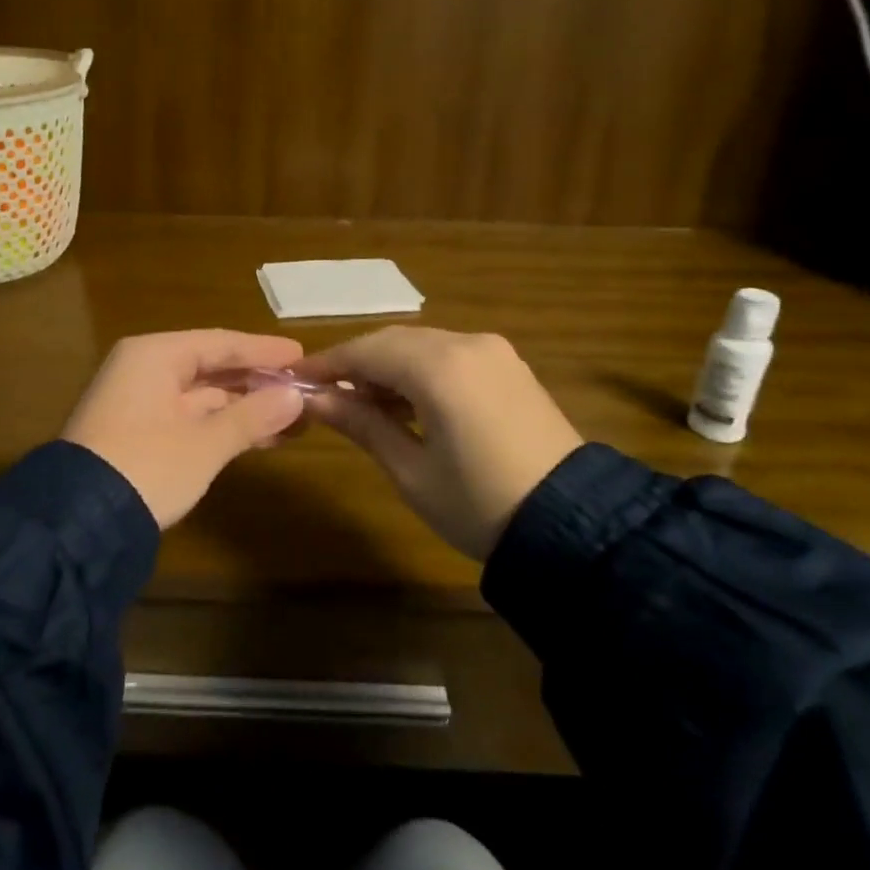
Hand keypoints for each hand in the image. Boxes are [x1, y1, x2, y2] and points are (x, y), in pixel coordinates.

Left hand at [62, 331, 306, 529]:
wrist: (77, 523)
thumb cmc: (147, 466)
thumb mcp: (205, 443)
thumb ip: (252, 416)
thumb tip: (295, 396)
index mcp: (154, 355)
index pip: (220, 342)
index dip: (264, 351)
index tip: (302, 356)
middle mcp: (143, 369)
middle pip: (211, 367)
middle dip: (257, 382)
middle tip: (302, 389)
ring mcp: (138, 402)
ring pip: (202, 396)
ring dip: (244, 408)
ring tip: (292, 419)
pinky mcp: (137, 433)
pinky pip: (189, 417)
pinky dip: (221, 426)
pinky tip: (258, 437)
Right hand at [302, 328, 583, 560]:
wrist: (575, 528)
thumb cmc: (480, 504)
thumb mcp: (411, 470)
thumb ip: (361, 423)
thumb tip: (313, 398)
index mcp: (439, 367)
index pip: (366, 351)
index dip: (326, 362)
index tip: (293, 378)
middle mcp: (467, 344)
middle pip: (394, 341)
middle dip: (356, 363)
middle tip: (324, 394)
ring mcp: (494, 352)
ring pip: (422, 345)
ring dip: (388, 367)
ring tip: (362, 405)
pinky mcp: (511, 367)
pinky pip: (451, 355)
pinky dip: (420, 371)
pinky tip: (407, 402)